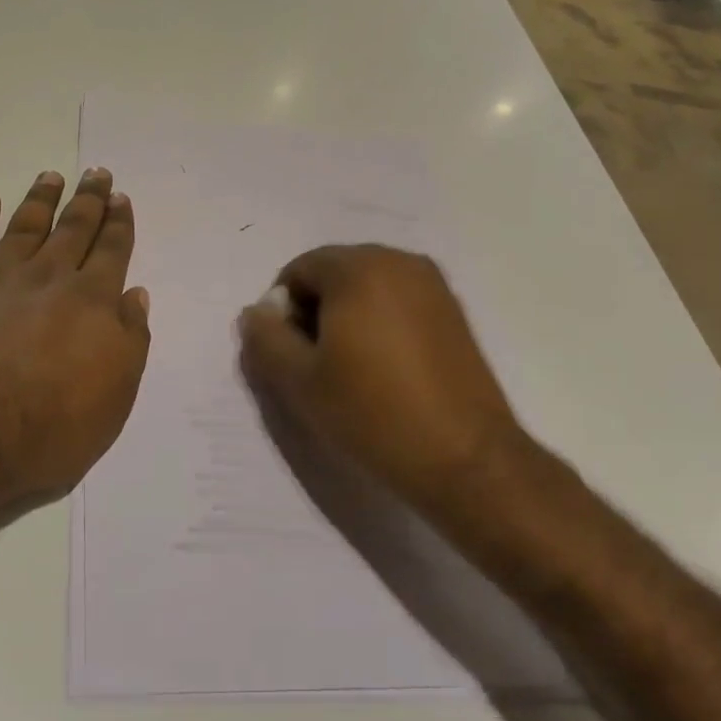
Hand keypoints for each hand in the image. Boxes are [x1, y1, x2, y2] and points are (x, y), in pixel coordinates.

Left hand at [0, 168, 150, 506]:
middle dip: (88, 200)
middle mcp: (47, 278)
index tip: (121, 198)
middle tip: (96, 172)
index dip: (119, 223)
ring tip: (51, 176)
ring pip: (25, 226)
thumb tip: (135, 294)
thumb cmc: (48, 427)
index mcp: (91, 302)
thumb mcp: (114, 397)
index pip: (112, 251)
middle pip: (73, 229)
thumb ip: (130, 340)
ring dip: (41, 199)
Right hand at [236, 246, 520, 510]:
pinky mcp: (454, 312)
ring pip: (367, 288)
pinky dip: (379, 323)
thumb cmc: (371, 413)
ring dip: (346, 317)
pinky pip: (398, 302)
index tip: (290, 354)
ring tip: (350, 369)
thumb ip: (265, 338)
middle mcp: (399, 261)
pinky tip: (383, 369)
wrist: (464, 458)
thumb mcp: (299, 381)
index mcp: (359, 268)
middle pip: (334, 273)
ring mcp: (433, 285)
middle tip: (315, 363)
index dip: (283, 310)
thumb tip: (256, 313)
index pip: (299, 270)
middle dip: (315, 310)